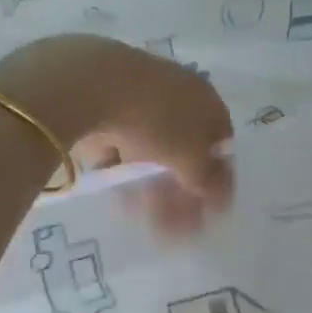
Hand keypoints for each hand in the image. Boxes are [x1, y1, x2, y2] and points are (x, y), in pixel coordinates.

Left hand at [0, 35, 233, 234]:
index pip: (221, 144)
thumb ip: (206, 179)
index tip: (208, 212)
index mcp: (206, 101)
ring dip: (152, 187)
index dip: (217, 180)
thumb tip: (214, 192)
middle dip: (180, 192)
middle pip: (184, 151)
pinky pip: (120, 147)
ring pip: (151, 151)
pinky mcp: (103, 108)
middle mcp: (177, 96)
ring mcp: (138, 101)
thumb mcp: (191, 157)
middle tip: (173, 227)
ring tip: (142, 218)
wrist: (91, 85)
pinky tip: (118, 199)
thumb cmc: (156, 120)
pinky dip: (122, 172)